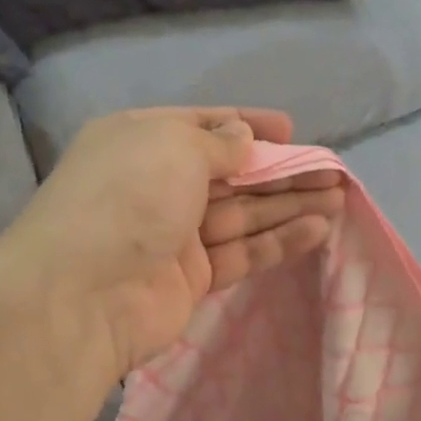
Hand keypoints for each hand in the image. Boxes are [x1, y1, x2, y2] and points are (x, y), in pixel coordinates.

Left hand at [0, 107, 343, 378]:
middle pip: (230, 173)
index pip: (202, 125)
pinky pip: (241, 251)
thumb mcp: (174, 147)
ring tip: (338, 197)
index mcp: (141, 141)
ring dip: (288, 204)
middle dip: (280, 169)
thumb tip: (241, 138)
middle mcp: (156, 183)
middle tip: (330, 170)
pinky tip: (319, 229)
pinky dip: (278, 240)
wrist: (82, 295)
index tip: (290, 129)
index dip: (246, 125)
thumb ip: (218, 143)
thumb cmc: (128, 197)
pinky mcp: (191, 277)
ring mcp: (173, 234)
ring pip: (242, 213)